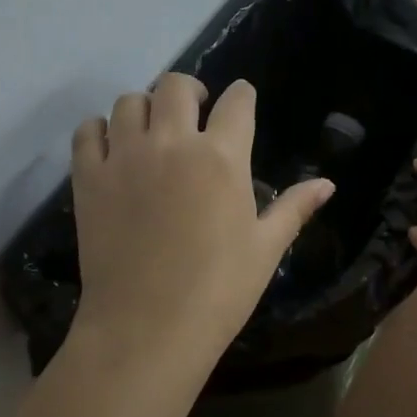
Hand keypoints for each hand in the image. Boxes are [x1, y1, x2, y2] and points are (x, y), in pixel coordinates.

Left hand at [68, 74, 333, 376]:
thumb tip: (328, 184)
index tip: (241, 99)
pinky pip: (88, 131)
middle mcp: (173, 143)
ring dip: (146, 107)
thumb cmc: (218, 291)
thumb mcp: (265, 249)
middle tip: (195, 111)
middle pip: (176, 85)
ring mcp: (126, 157)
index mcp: (222, 157)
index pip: (237, 101)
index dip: (242, 95)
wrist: (146, 330)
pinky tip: (112, 148)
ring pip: (130, 101)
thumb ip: (294, 208)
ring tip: (153, 130)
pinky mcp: (89, 178)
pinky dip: (99, 130)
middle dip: (191, 90)